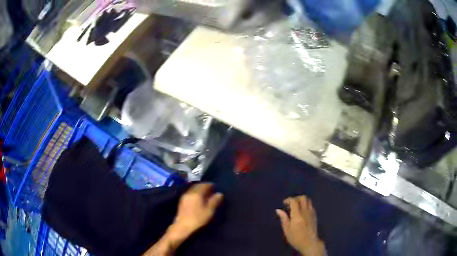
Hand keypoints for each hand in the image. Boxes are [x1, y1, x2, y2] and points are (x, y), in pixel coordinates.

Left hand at [173, 183, 223, 236]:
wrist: (183, 226)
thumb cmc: (198, 218)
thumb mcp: (209, 210)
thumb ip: (215, 201)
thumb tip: (219, 193)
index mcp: (197, 193)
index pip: (204, 184)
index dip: (211, 185)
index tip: (216, 187)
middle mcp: (189, 192)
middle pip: (198, 185)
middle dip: (205, 186)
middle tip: (211, 190)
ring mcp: (184, 196)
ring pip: (193, 189)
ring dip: (199, 190)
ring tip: (206, 195)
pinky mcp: (182, 201)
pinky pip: (190, 193)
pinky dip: (195, 193)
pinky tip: (198, 199)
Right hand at [276, 196, 324, 255]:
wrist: (310, 243)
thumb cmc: (296, 238)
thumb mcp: (287, 230)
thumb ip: (283, 219)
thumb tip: (278, 210)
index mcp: (297, 215)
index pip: (294, 201)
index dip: (288, 199)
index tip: (284, 203)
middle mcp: (305, 211)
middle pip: (303, 198)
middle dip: (296, 198)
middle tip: (291, 203)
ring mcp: (311, 213)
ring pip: (308, 200)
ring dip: (302, 200)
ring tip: (296, 206)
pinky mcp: (315, 215)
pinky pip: (311, 205)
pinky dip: (306, 205)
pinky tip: (302, 211)